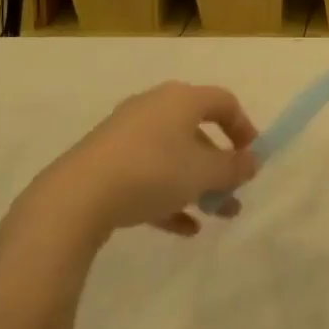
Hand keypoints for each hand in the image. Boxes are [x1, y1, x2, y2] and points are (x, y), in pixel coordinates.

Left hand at [30, 82, 258, 240]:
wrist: (76, 198)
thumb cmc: (152, 172)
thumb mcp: (204, 173)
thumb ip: (234, 168)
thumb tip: (252, 161)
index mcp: (181, 99)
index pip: (223, 102)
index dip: (244, 128)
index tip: (252, 158)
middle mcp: (154, 108)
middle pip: (197, 131)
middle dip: (220, 165)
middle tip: (233, 193)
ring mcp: (126, 134)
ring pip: (173, 156)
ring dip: (197, 184)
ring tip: (214, 216)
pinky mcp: (105, 162)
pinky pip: (147, 174)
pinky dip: (168, 196)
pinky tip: (183, 229)